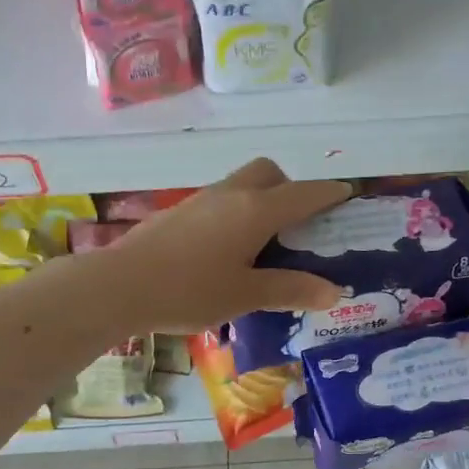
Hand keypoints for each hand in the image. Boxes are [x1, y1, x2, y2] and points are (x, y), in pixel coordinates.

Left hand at [109, 159, 351, 331]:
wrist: (120, 286)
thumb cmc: (189, 291)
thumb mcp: (246, 295)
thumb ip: (290, 289)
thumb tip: (333, 291)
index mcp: (255, 210)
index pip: (304, 193)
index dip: (330, 193)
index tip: (348, 194)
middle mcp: (230, 194)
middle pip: (269, 173)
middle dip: (291, 189)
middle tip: (298, 226)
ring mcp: (201, 200)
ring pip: (242, 185)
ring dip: (261, 200)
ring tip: (265, 243)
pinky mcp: (179, 213)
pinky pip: (220, 201)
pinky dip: (236, 213)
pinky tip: (228, 251)